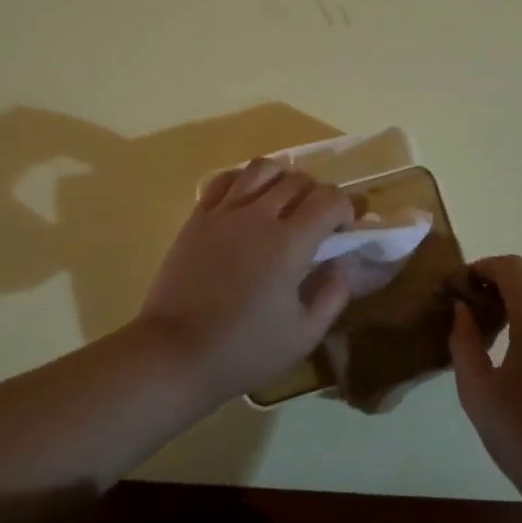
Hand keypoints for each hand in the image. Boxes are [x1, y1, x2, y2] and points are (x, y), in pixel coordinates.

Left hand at [136, 158, 355, 403]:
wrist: (176, 353)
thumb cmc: (245, 350)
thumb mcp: (304, 334)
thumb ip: (333, 293)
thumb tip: (344, 262)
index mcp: (290, 242)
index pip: (330, 200)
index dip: (346, 209)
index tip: (344, 231)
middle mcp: (259, 215)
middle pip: (299, 180)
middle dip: (318, 195)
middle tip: (318, 223)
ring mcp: (224, 212)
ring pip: (262, 169)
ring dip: (283, 178)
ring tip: (284, 202)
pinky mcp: (198, 217)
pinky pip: (225, 180)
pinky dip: (245, 180)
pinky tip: (248, 200)